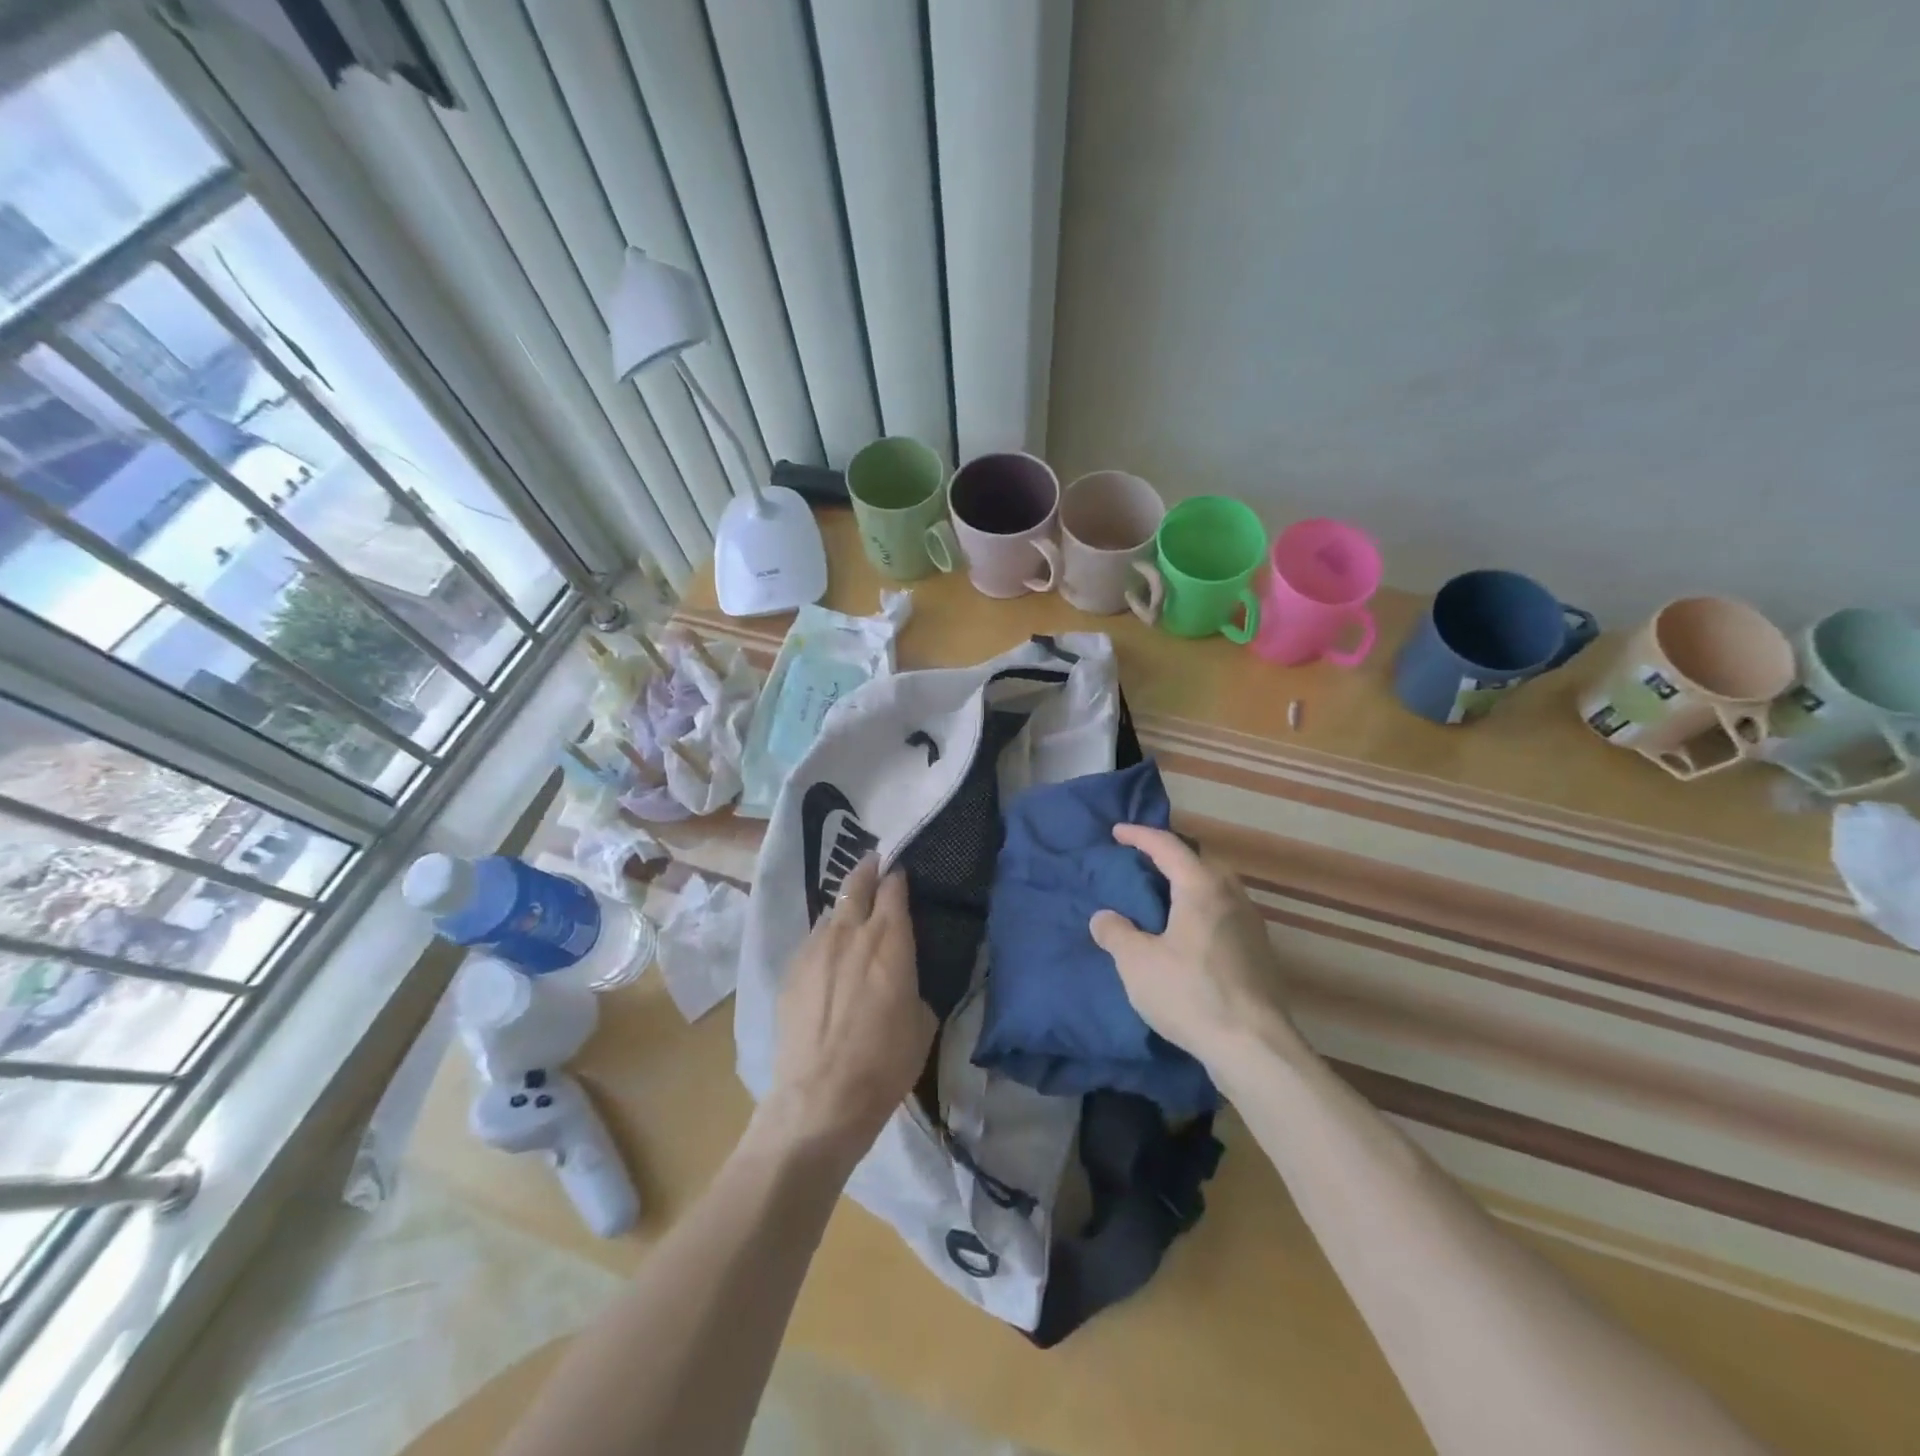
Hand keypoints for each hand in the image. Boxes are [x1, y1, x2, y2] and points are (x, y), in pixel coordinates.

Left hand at [762, 856, 934, 1161]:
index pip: (894, 888)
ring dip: (845, 907)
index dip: (899, 876)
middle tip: (875, 864)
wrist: (821, 1099)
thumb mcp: (922, 1022)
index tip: (903, 873)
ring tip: (852, 917)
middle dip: (868, 869)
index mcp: (889, 940)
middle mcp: (850, 932)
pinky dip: (825, 939)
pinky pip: (813, 941)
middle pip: (857, 883)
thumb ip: (913, 984)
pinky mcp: (791, 970)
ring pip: (832, 911)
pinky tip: (829, 958)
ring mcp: (815, 949)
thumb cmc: (885, 1063)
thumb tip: (904, 976)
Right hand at [1089, 824, 1294, 1065]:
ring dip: (1188, 886)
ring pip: (1216, 889)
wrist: (1254, 1048)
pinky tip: (1187, 937)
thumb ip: (1116, 932)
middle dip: (1170, 857)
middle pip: (1200, 862)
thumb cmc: (1190, 994)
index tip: (1117, 832)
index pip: (1168, 847)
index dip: (1140, 835)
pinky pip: (1224, 915)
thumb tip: (1105, 917)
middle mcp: (1232, 897)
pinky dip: (1201, 912)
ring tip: (1162, 900)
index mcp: (1201, 888)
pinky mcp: (1260, 954)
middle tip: (1142, 864)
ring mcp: (1252, 926)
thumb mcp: (1136, 963)